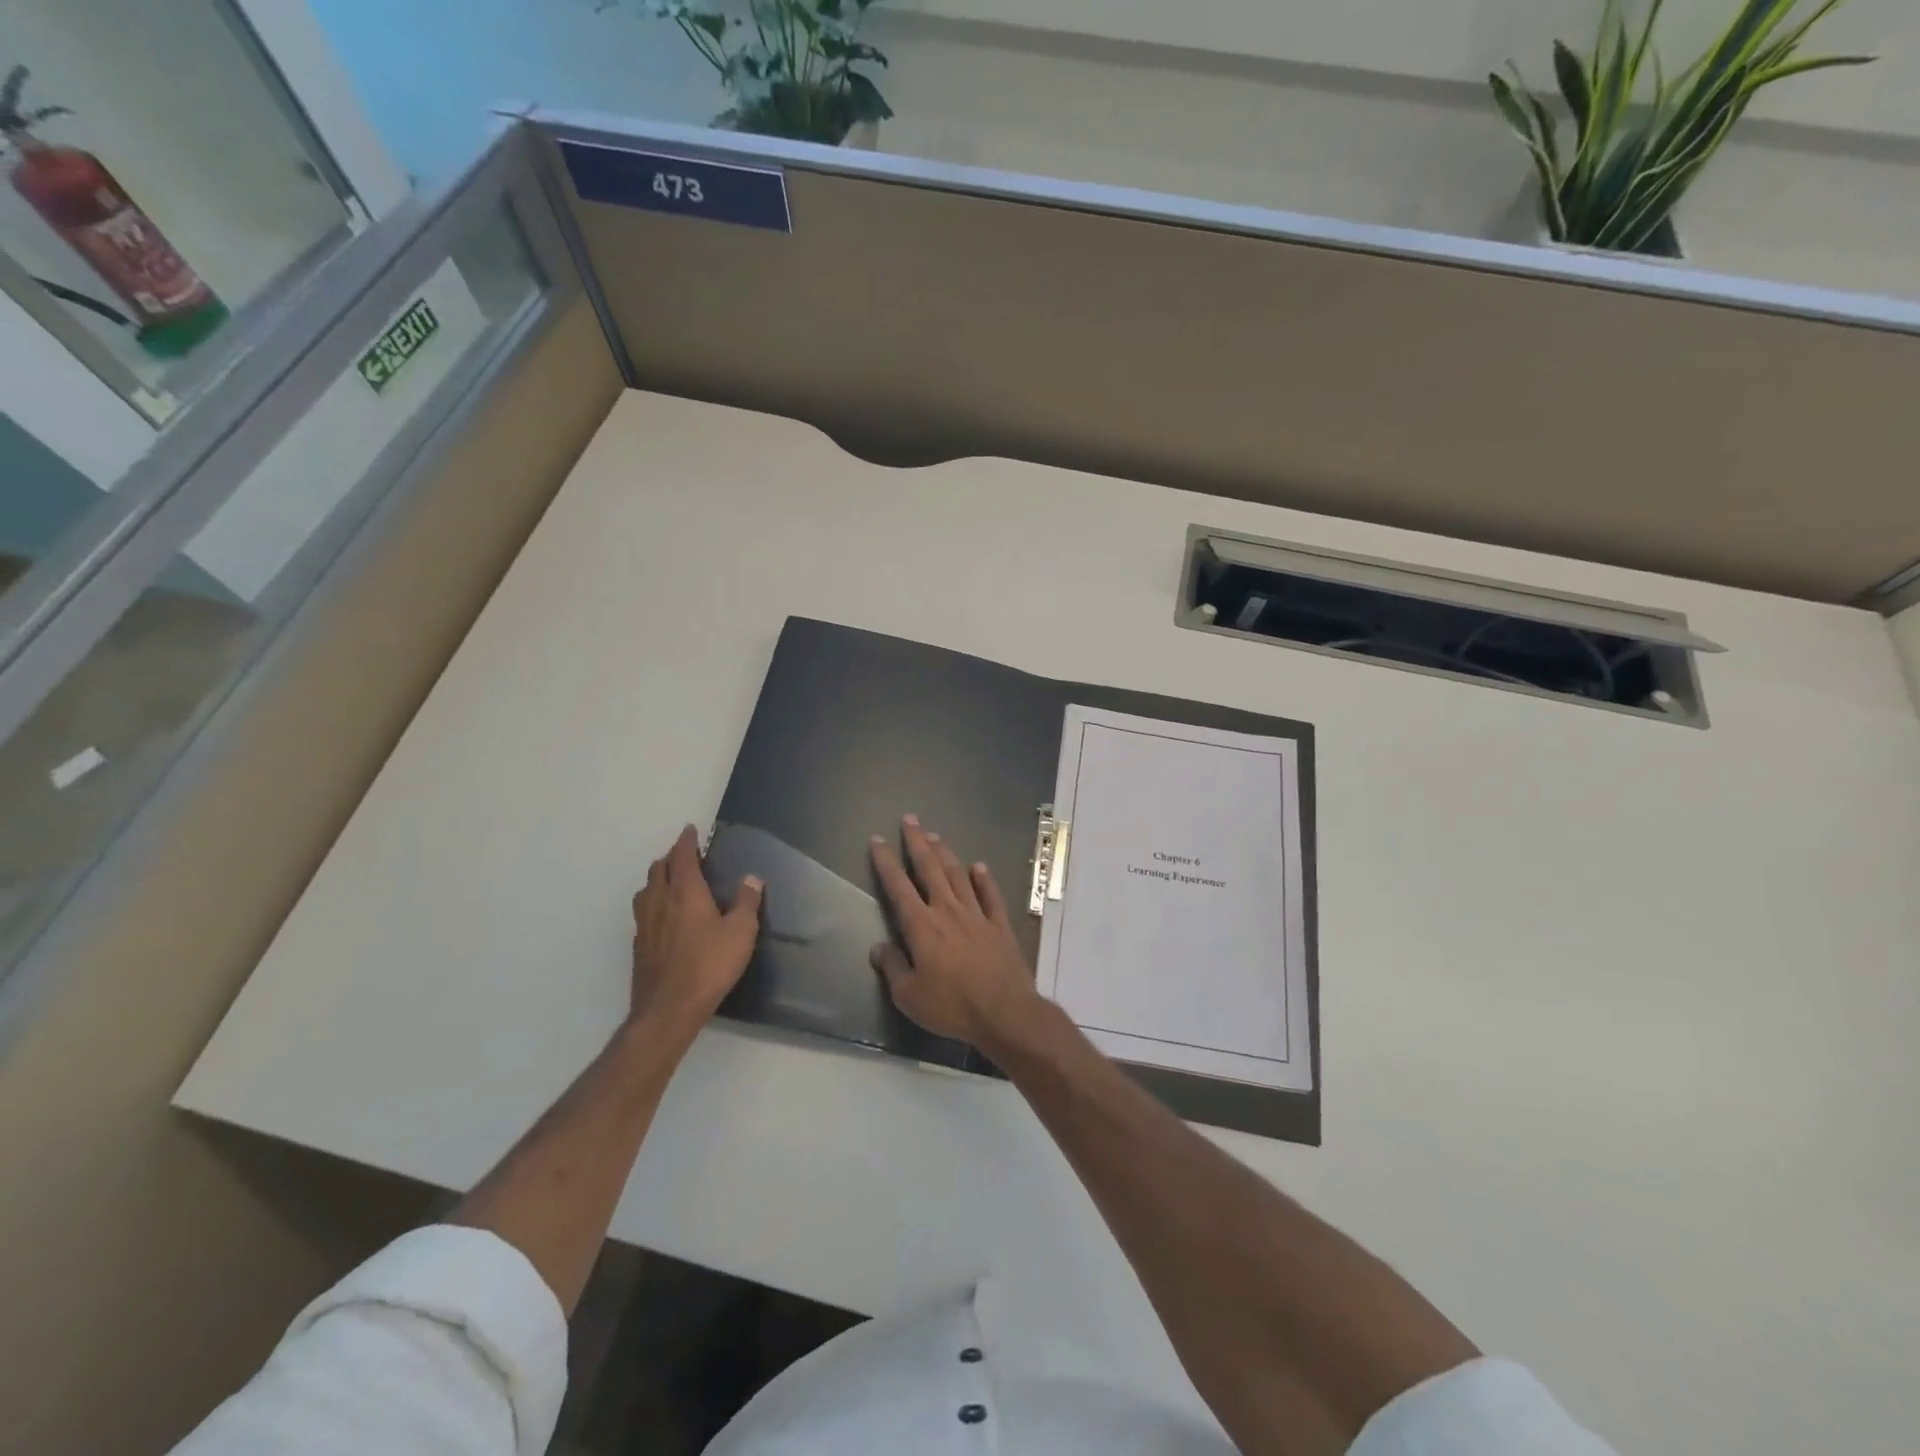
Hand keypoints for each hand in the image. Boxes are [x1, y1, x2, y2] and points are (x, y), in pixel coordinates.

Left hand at [631, 825, 762, 1032]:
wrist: (669, 1008)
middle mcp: (660, 901)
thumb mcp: (741, 932)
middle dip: (671, 858)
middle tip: (686, 857)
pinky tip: (664, 917)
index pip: (682, 856)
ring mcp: (645, 924)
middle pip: (658, 868)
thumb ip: (746, 902)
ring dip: (658, 879)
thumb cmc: (710, 965)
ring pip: (646, 889)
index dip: (686, 841)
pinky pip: (643, 912)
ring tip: (672, 882)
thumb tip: (752, 879)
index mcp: (685, 891)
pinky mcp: (639, 945)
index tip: (690, 830)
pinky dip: (653, 903)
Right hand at [869, 814, 1043, 1048]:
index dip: (886, 862)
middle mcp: (948, 911)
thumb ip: (892, 968)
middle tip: (911, 819)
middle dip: (918, 842)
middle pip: (930, 869)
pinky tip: (979, 867)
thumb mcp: (909, 996)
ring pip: (958, 875)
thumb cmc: (951, 1006)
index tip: (878, 840)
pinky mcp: (999, 925)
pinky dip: (984, 879)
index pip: (898, 887)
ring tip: (936, 836)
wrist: (1004, 1011)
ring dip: (946, 854)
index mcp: (922, 926)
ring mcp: (977, 915)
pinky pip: (991, 895)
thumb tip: (878, 947)